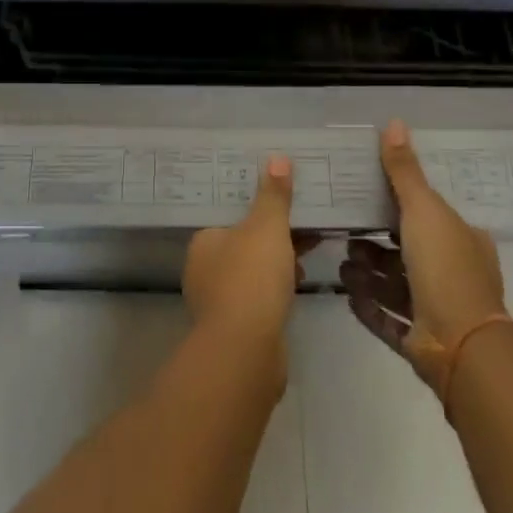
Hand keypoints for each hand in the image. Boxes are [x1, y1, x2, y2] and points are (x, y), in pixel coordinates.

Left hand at [184, 155, 311, 350]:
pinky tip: (299, 282)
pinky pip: (261, 297)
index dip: (255, 206)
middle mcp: (204, 270)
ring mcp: (219, 303)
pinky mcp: (238, 330)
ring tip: (309, 248)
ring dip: (278, 261)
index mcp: (204, 241)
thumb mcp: (267, 227)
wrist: (247, 354)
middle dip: (272, 234)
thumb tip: (277, 158)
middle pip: (243, 242)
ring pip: (253, 271)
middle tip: (302, 221)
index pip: (229, 215)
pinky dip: (278, 287)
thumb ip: (273, 195)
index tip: (279, 200)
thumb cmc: (251, 278)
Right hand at [340, 120, 506, 387]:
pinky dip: (368, 306)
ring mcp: (438, 311)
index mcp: (463, 240)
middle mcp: (454, 273)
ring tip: (342, 265)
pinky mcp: (420, 341)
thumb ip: (404, 170)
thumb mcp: (424, 209)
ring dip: (368, 274)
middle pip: (408, 251)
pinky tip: (347, 294)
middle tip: (346, 233)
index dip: (401, 206)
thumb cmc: (445, 267)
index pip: (430, 215)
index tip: (369, 199)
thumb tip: (394, 122)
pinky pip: (388, 319)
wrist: (461, 347)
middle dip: (376, 244)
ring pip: (396, 286)